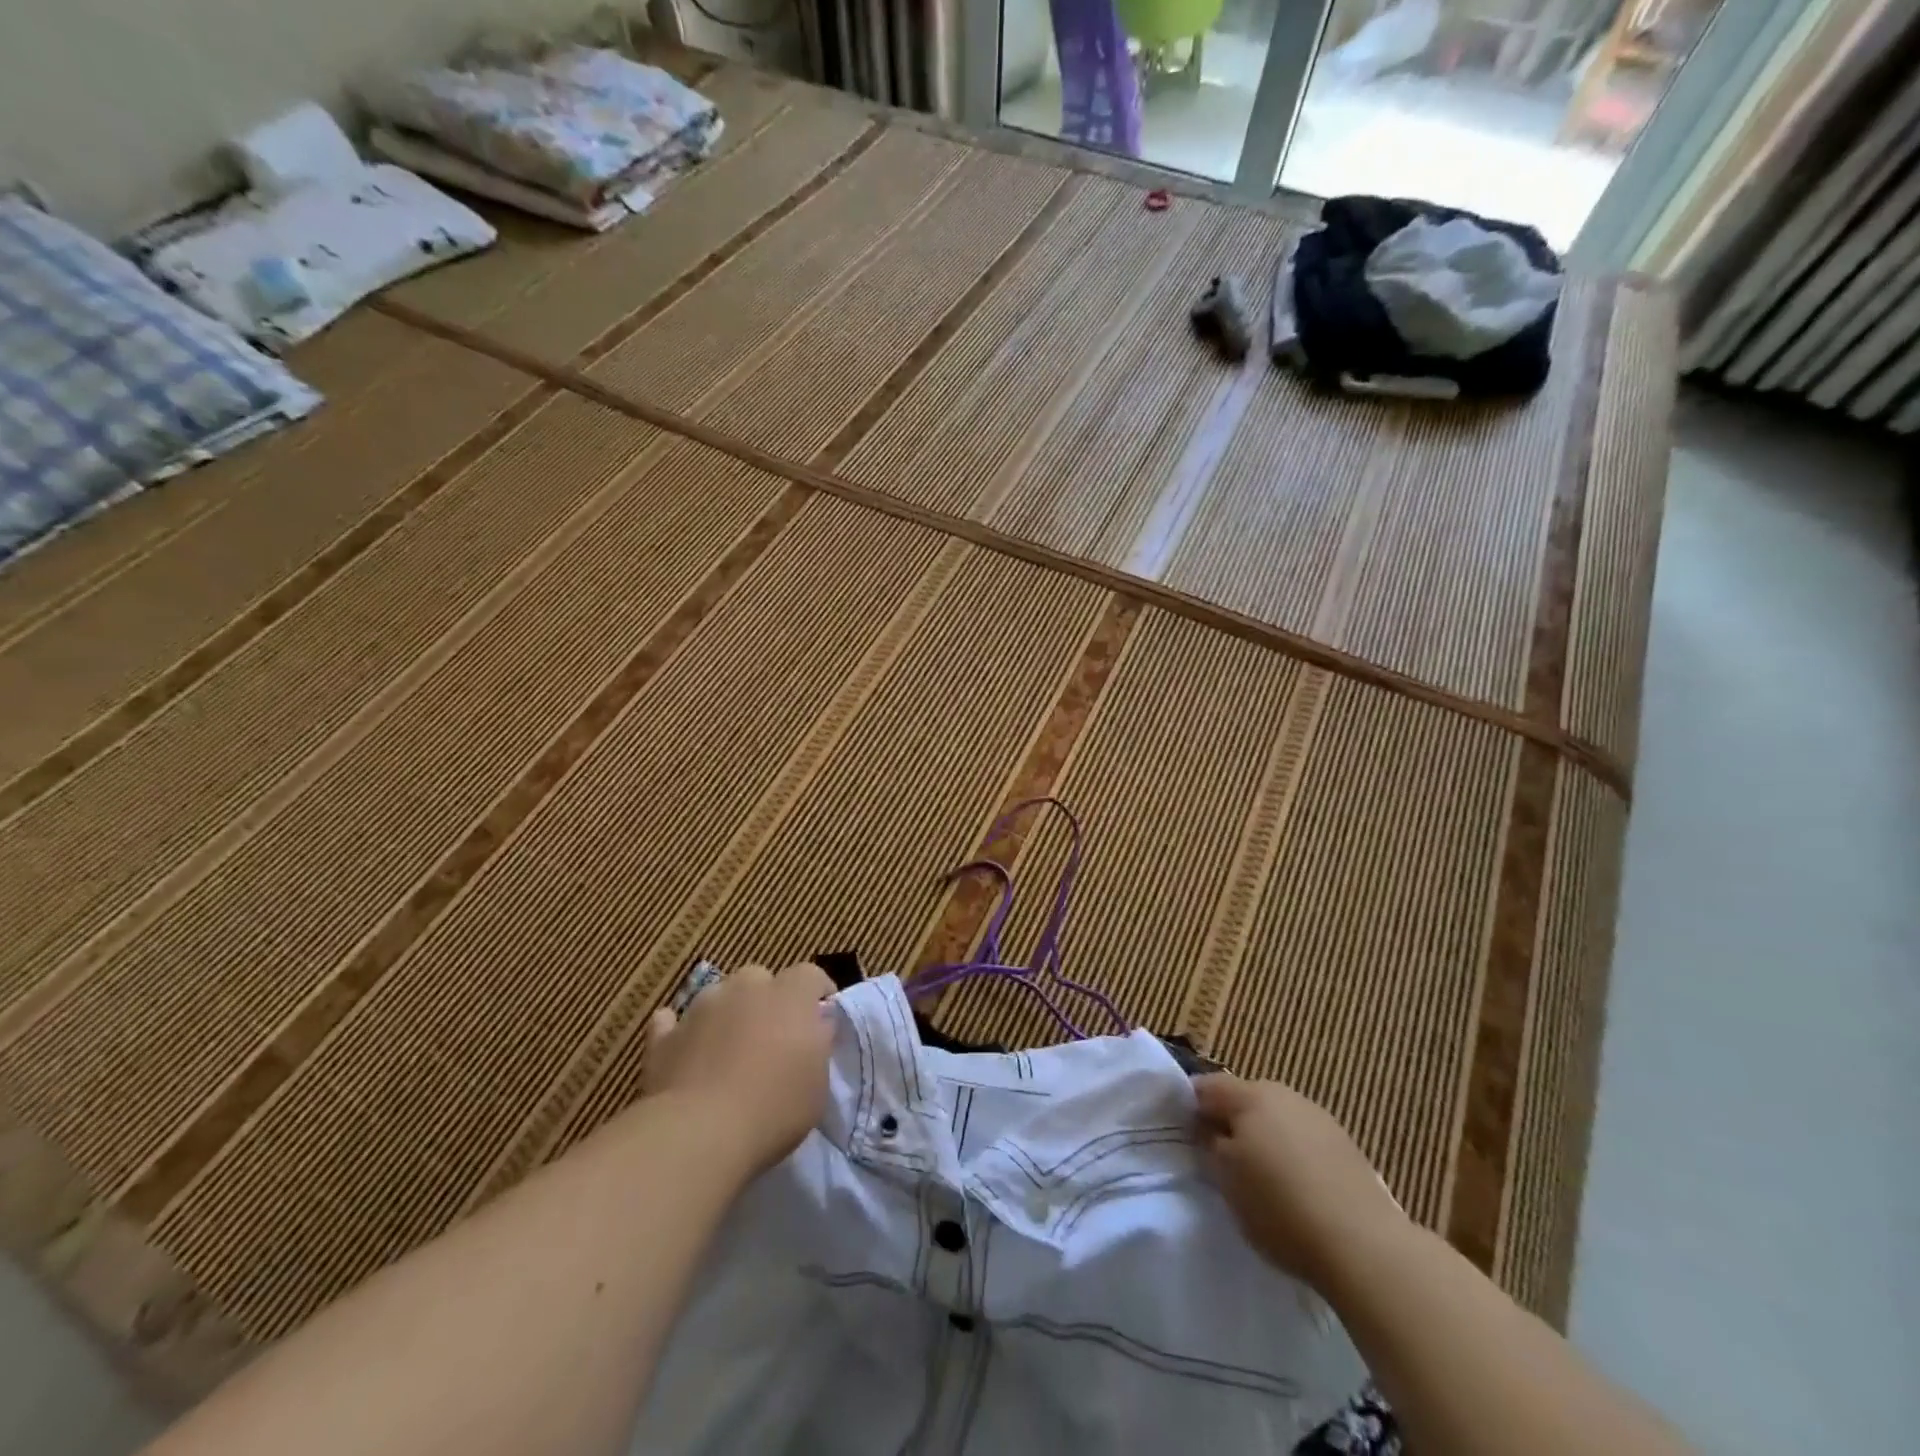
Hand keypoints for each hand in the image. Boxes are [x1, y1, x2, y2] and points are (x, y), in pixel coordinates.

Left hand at [643, 962, 835, 1176]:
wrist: (700, 1132)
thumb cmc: (774, 1107)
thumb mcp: (819, 1082)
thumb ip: (818, 1044)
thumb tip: (817, 1025)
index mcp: (790, 994)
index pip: (810, 975)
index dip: (816, 993)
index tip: (820, 1019)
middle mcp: (745, 988)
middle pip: (760, 978)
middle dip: (767, 1000)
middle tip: (772, 1037)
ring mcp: (701, 1007)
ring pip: (718, 996)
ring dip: (726, 1013)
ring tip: (729, 1050)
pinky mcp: (664, 1036)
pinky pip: (672, 1022)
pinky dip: (680, 1031)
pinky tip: (684, 1051)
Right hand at [1193, 1074, 1406, 1289]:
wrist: (1364, 1245)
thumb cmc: (1279, 1206)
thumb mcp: (1226, 1179)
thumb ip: (1209, 1145)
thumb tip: (1206, 1129)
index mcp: (1251, 1094)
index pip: (1207, 1086)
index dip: (1190, 1107)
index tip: (1184, 1135)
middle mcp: (1286, 1095)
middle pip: (1245, 1100)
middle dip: (1230, 1122)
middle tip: (1219, 1159)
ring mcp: (1320, 1119)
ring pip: (1277, 1120)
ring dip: (1264, 1139)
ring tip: (1259, 1178)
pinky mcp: (1347, 1148)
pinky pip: (1305, 1142)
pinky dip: (1293, 1157)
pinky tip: (1296, 1190)